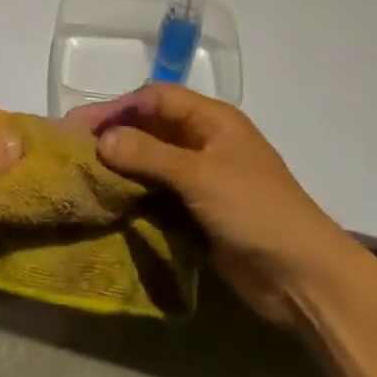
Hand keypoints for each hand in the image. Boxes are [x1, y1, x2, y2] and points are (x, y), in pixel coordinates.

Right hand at [67, 83, 354, 330]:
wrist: (303, 277)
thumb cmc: (256, 211)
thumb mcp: (200, 176)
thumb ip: (149, 154)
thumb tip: (101, 139)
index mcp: (213, 121)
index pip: (155, 99)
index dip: (116, 108)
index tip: (78, 127)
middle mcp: (205, 143)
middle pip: (151, 128)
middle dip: (114, 135)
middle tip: (72, 151)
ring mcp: (203, 180)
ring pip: (152, 163)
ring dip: (121, 167)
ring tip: (83, 177)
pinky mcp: (199, 213)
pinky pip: (158, 195)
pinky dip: (134, 196)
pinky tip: (108, 203)